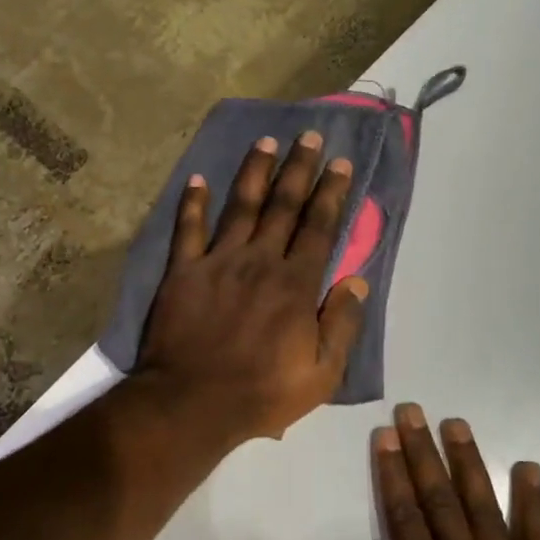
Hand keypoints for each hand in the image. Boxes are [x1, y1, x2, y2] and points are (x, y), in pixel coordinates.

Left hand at [136, 131, 368, 444]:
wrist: (192, 403)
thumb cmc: (261, 393)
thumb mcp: (321, 374)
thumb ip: (341, 324)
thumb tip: (356, 281)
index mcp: (295, 285)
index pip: (319, 228)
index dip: (331, 193)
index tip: (340, 163)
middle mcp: (259, 262)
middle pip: (283, 206)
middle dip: (299, 168)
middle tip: (308, 137)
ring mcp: (218, 262)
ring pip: (241, 207)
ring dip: (255, 172)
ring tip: (266, 142)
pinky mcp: (182, 272)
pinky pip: (188, 230)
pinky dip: (193, 203)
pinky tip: (198, 179)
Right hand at [325, 404, 539, 539]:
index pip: (405, 519)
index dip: (392, 474)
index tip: (384, 437)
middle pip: (440, 501)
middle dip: (422, 453)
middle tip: (412, 411)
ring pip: (485, 509)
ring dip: (468, 463)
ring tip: (456, 424)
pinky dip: (533, 502)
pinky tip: (528, 468)